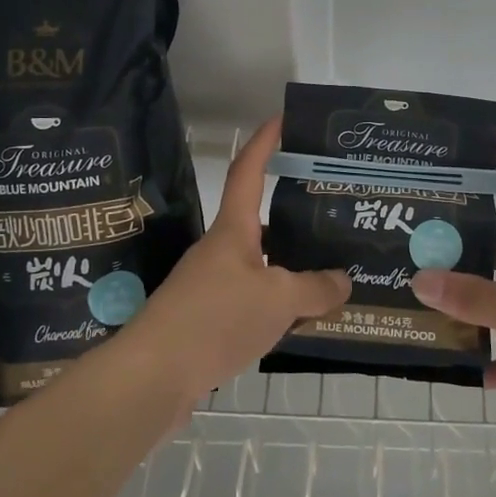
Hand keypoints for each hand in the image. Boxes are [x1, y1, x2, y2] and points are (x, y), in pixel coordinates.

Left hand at [112, 117, 348, 402]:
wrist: (152, 378)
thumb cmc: (215, 319)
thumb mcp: (277, 300)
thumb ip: (315, 288)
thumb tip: (343, 280)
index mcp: (233, 230)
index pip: (248, 171)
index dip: (264, 142)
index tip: (282, 118)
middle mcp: (221, 251)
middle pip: (260, 221)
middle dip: (293, 215)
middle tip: (330, 212)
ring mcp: (211, 286)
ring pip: (260, 265)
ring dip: (290, 266)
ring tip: (329, 271)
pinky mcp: (208, 320)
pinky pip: (252, 300)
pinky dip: (278, 304)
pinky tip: (301, 319)